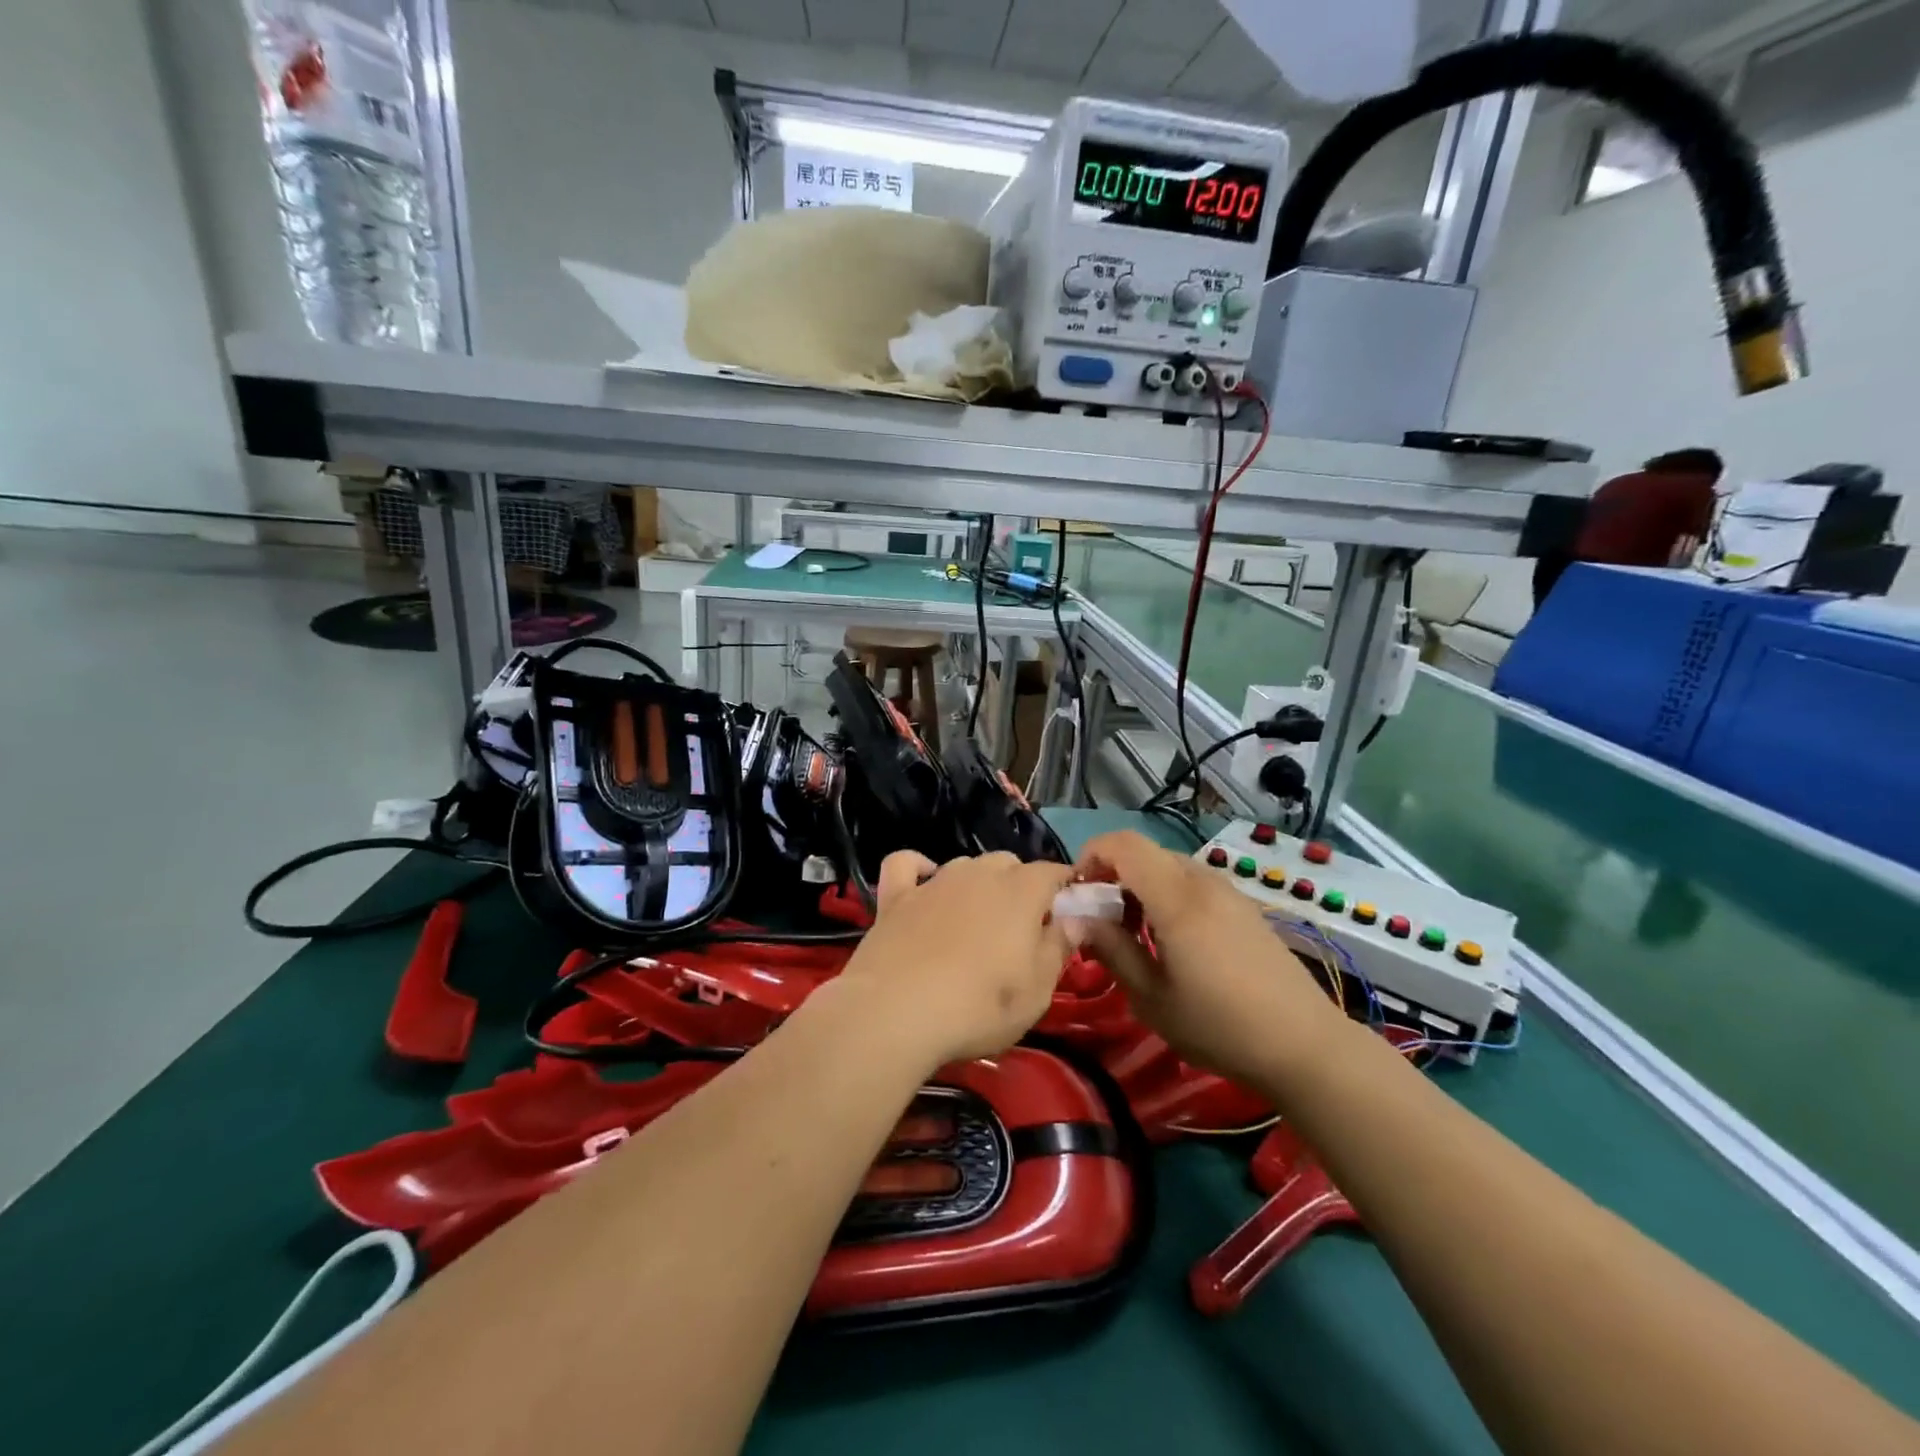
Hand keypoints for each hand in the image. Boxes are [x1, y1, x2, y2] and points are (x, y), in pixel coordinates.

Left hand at [832, 851, 1077, 1071]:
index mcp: (1021, 891)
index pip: (1052, 872)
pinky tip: (922, 885)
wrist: (895, 1012)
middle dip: (1021, 886)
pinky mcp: (895, 897)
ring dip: (977, 883)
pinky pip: (906, 865)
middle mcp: (978, 873)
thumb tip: (1076, 918)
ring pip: (965, 865)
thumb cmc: (978, 1007)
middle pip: (1008, 864)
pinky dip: (918, 870)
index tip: (1069, 912)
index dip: (1064, 888)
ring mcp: (934, 881)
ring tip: (976, 920)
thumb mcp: (1036, 991)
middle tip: (1021, 930)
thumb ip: (1058, 948)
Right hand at [1075, 831, 1348, 1086]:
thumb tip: (1078, 917)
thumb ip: (1112, 949)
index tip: (1078, 894)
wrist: (1305, 1046)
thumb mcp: (1152, 998)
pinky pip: (1193, 883)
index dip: (1092, 855)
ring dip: (1141, 887)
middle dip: (1113, 875)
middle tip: (1103, 922)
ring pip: (1169, 867)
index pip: (1124, 845)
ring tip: (1136, 935)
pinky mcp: (1244, 907)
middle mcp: (1203, 882)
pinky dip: (1168, 896)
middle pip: (1145, 854)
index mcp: (1177, 899)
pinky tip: (1174, 941)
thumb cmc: (1220, 1026)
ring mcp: (1228, 892)